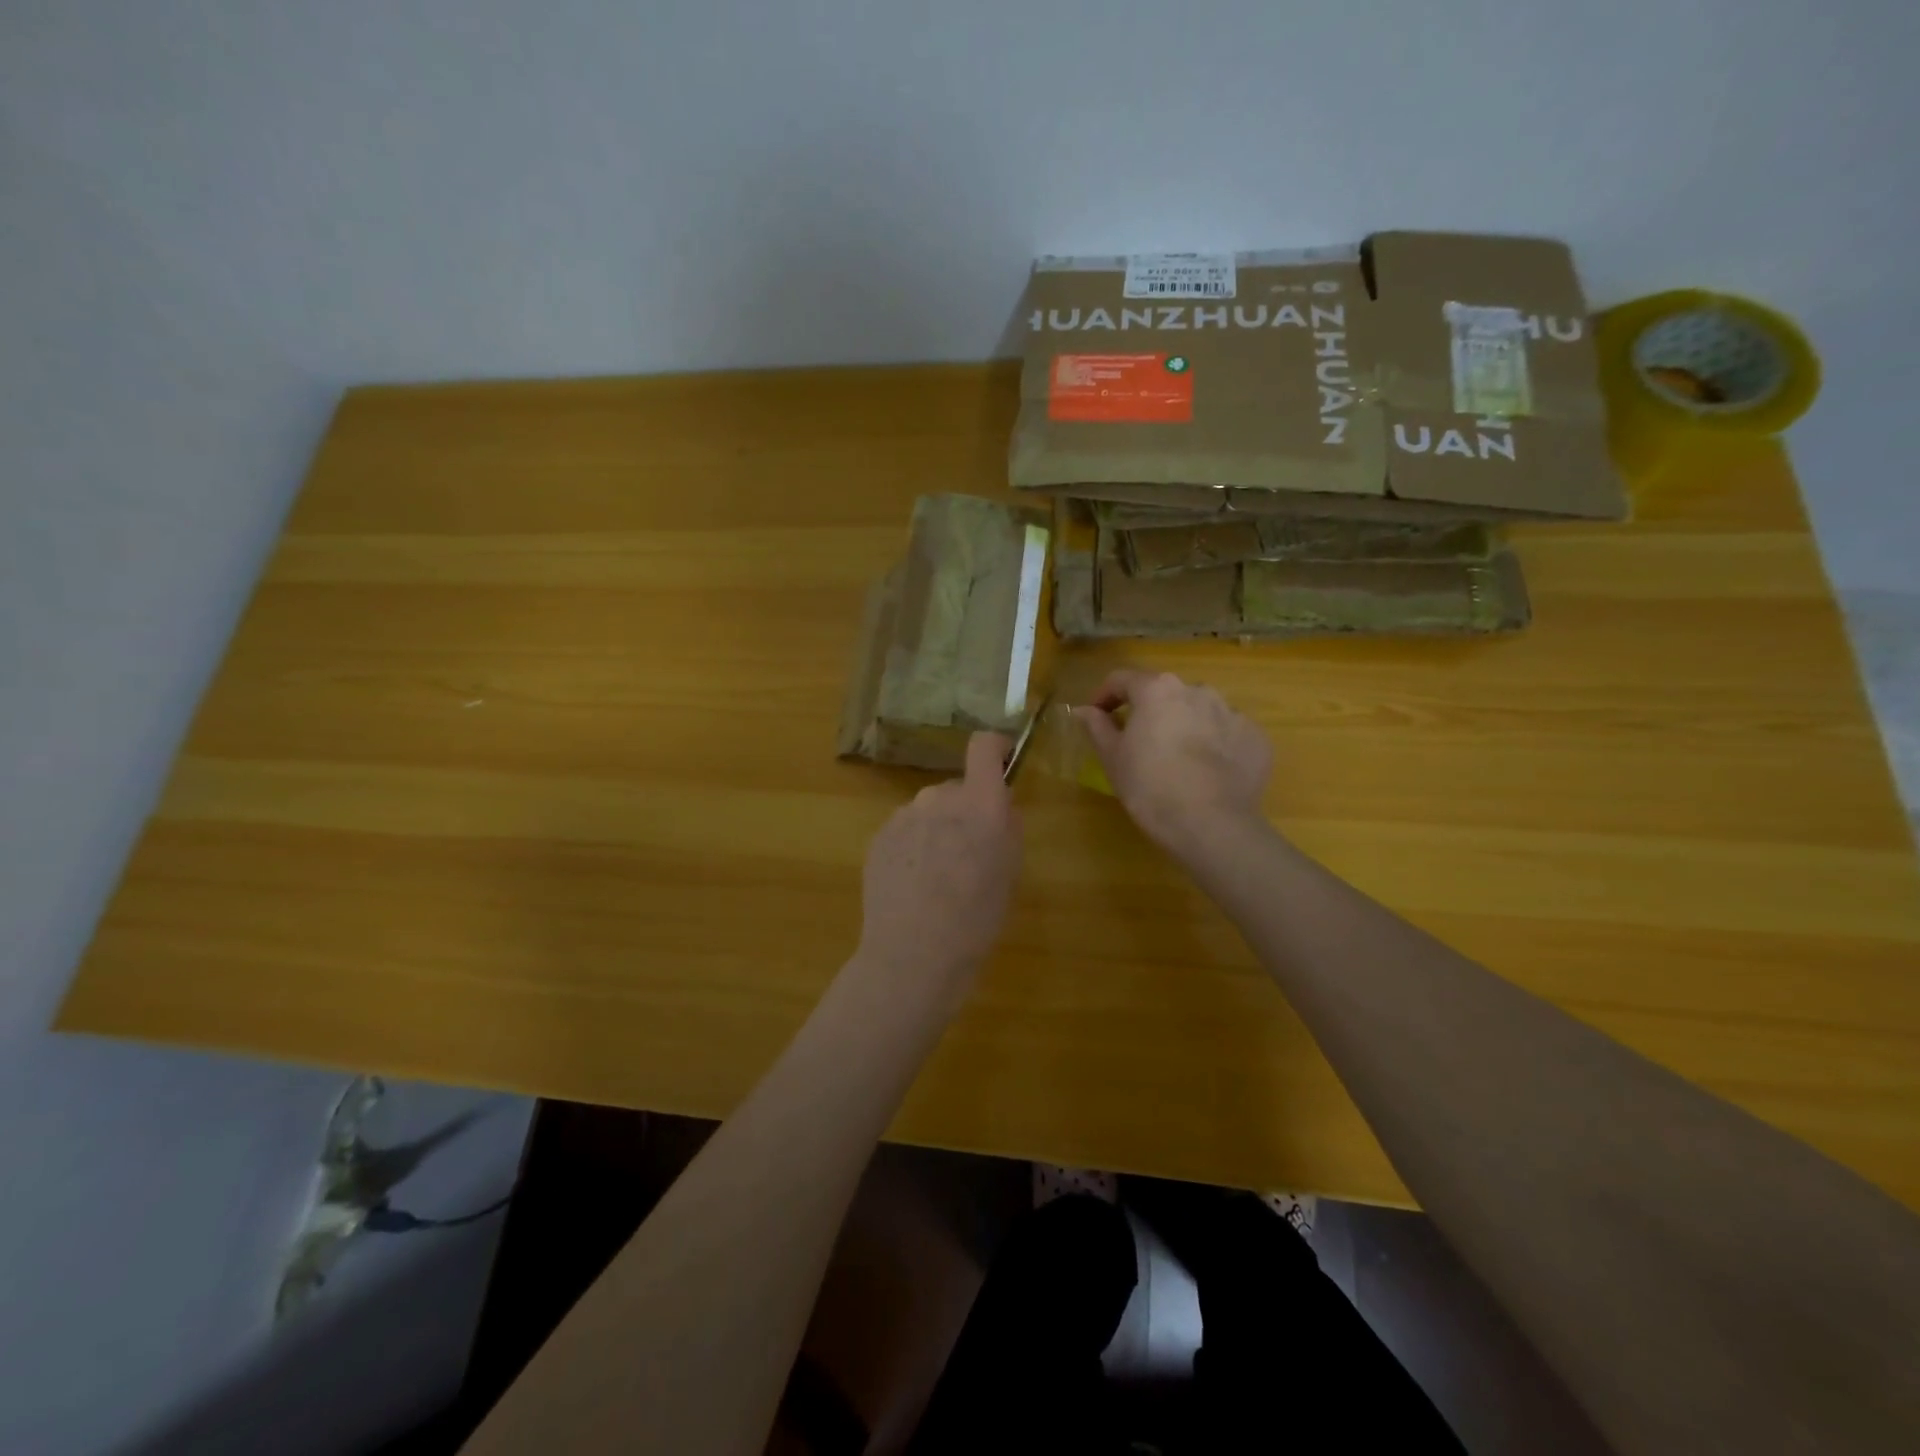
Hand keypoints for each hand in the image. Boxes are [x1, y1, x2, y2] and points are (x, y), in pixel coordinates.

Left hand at [857, 733, 1023, 995]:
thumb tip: (998, 809)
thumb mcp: (1011, 873)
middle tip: (970, 854)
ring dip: (937, 830)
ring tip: (937, 877)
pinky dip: (913, 847)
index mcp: (980, 804)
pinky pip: (906, 830)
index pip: (983, 747)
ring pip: (929, 811)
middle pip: (957, 788)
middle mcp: (939, 798)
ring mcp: (903, 816)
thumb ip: (1007, 828)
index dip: (994, 748)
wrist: (913, 955)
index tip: (1002, 760)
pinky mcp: (879, 837)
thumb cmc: (976, 919)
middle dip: (966, 811)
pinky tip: (914, 885)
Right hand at [1077, 670, 1272, 857]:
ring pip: (1198, 712)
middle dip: (1149, 712)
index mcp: (1157, 690)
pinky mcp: (1255, 738)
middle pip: (1165, 694)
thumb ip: (1098, 727)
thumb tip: (1084, 710)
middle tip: (1137, 743)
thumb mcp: (1113, 758)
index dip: (1105, 696)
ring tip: (1176, 759)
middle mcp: (1197, 690)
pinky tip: (1207, 773)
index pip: (1123, 679)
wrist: (1212, 824)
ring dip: (1184, 726)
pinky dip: (1214, 746)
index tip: (1096, 717)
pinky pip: (1227, 734)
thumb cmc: (1150, 787)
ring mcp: (1231, 712)